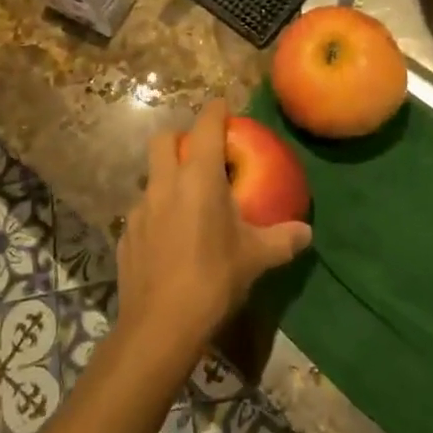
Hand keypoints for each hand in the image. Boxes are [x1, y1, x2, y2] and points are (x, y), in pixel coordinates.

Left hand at [117, 101, 312, 364]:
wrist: (160, 325)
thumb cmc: (213, 279)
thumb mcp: (256, 258)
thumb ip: (282, 240)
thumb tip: (306, 232)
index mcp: (198, 177)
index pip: (206, 126)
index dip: (215, 111)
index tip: (224, 107)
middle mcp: (164, 183)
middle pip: (164, 140)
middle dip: (181, 137)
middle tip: (200, 152)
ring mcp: (139, 208)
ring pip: (150, 176)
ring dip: (166, 177)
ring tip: (186, 201)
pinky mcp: (125, 234)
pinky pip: (142, 211)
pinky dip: (156, 212)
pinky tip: (168, 239)